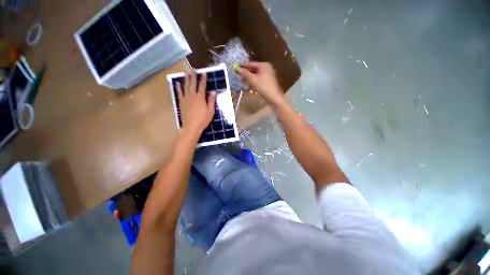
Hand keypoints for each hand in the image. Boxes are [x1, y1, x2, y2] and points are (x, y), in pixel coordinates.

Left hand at [176, 71, 215, 137]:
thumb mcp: (210, 111)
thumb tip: (213, 91)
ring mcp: (185, 98)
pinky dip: (178, 87)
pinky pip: (179, 93)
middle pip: (193, 84)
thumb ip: (211, 100)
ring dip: (186, 79)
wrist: (191, 126)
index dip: (203, 79)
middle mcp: (192, 95)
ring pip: (185, 86)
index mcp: (200, 97)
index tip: (204, 73)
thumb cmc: (203, 120)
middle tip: (193, 70)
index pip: (202, 86)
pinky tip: (178, 83)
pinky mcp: (181, 102)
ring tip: (186, 72)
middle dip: (193, 76)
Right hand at [239, 62, 285, 106]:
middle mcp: (266, 68)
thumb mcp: (253, 80)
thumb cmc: (264, 87)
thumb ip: (245, 74)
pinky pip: (259, 78)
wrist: (274, 97)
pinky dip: (254, 80)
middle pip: (253, 69)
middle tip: (239, 76)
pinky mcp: (268, 81)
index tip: (236, 68)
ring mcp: (268, 74)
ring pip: (256, 74)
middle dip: (246, 73)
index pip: (251, 64)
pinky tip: (250, 84)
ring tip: (243, 81)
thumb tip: (237, 69)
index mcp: (264, 65)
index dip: (243, 66)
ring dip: (249, 77)